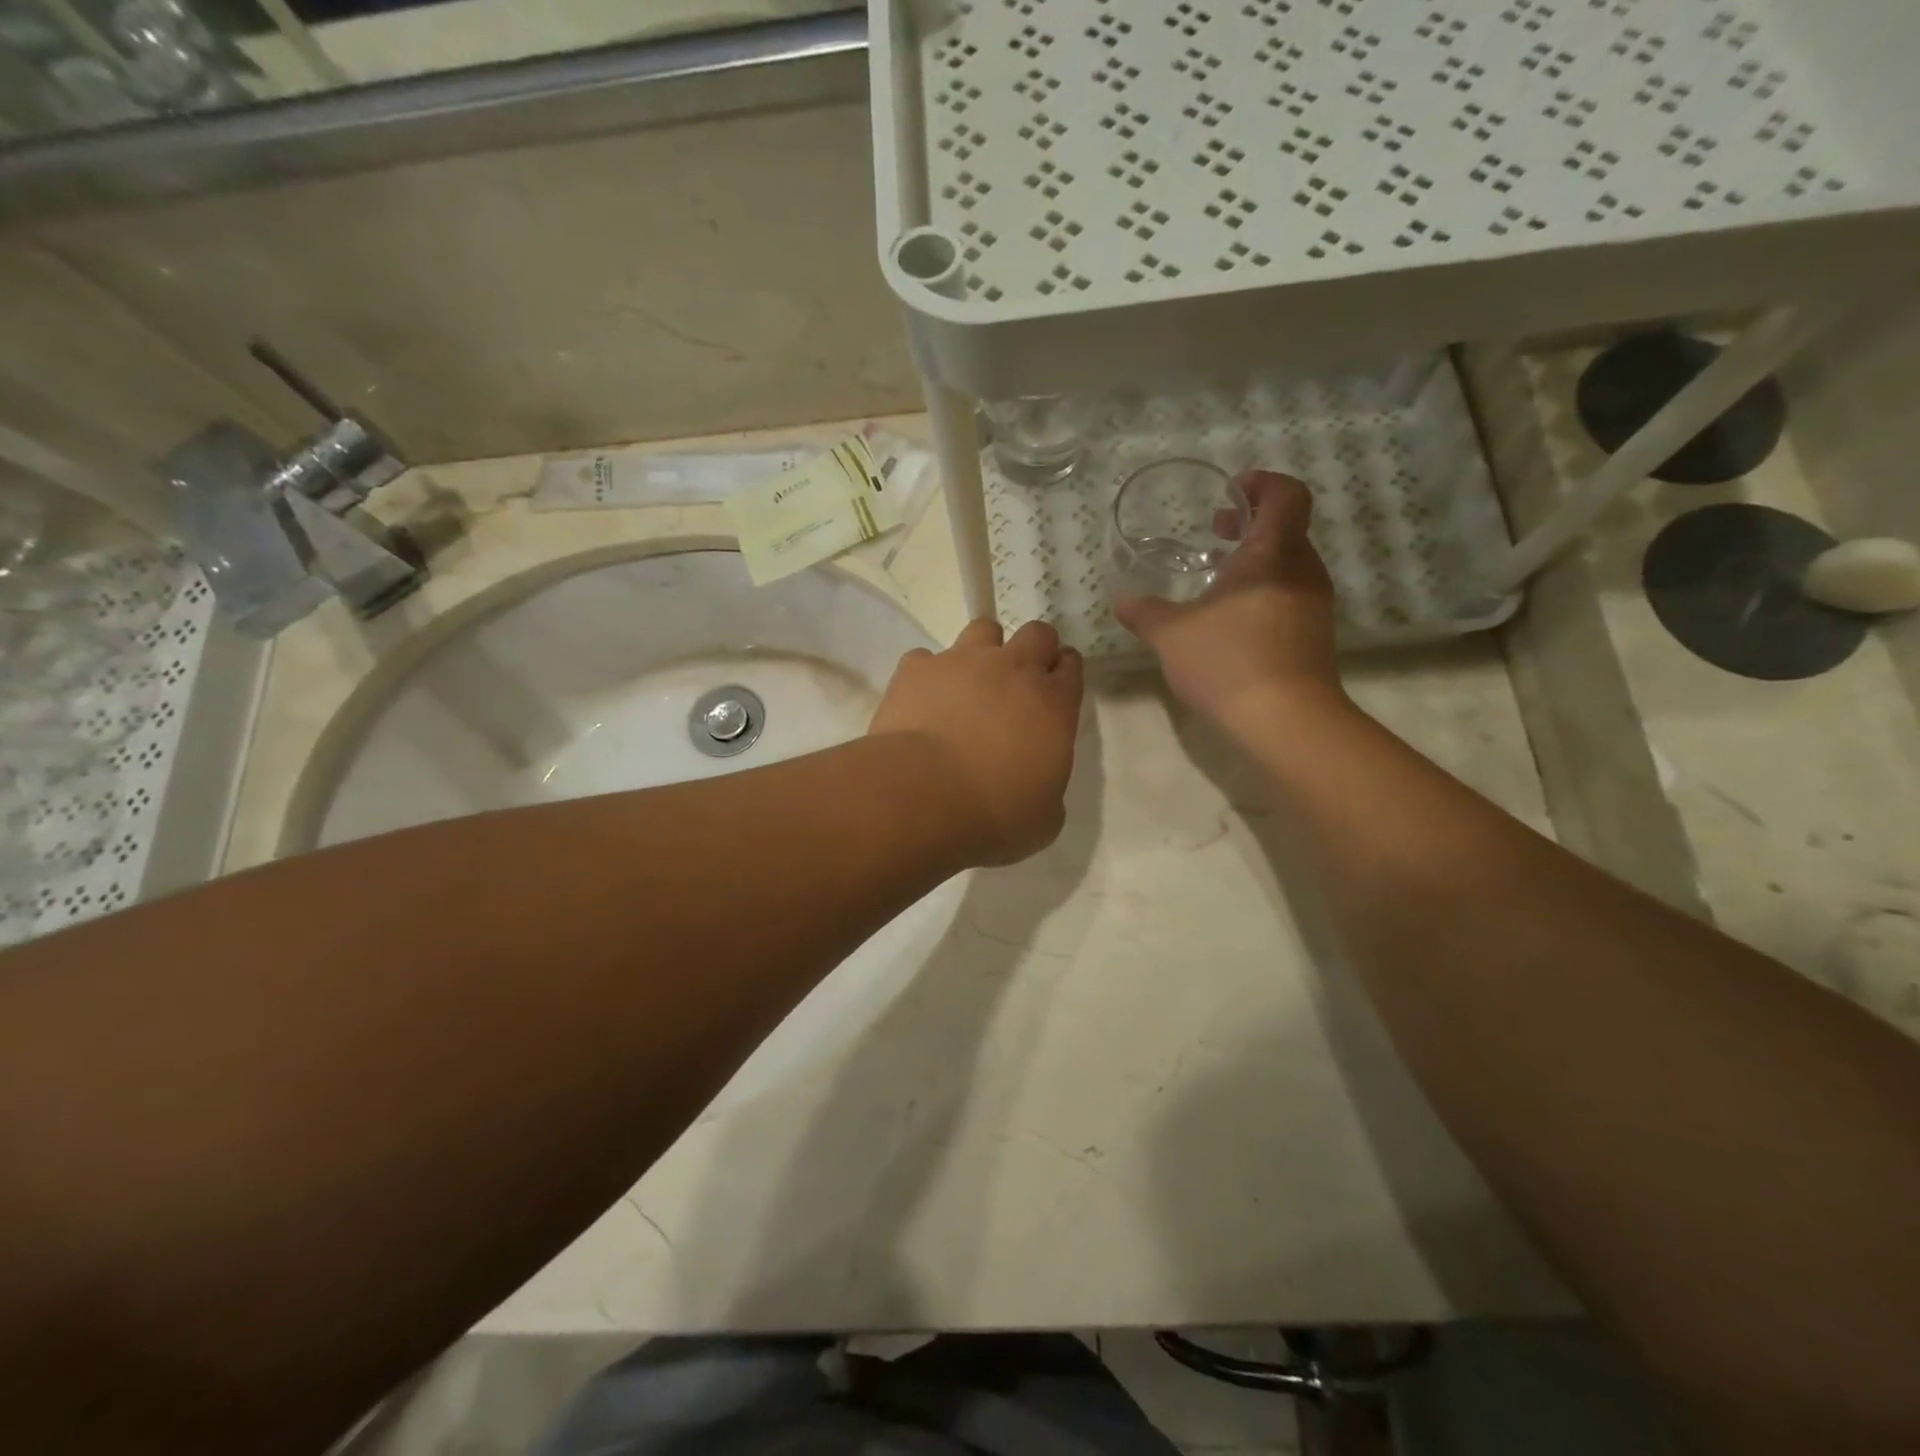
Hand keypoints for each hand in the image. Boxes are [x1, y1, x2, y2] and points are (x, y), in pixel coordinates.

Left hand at [869, 619, 1083, 866]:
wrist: (922, 797)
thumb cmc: (994, 815)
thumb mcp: (1043, 819)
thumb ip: (1049, 789)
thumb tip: (1037, 784)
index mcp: (1053, 703)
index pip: (1071, 666)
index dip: (1064, 674)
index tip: (1054, 692)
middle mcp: (1012, 669)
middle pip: (1037, 633)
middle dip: (1034, 650)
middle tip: (1018, 683)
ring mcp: (961, 661)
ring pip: (983, 630)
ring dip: (983, 652)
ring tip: (969, 686)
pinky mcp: (917, 669)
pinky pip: (927, 659)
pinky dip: (929, 676)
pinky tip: (923, 704)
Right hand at [1115, 471, 1343, 730]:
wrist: (1286, 721)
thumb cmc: (1228, 662)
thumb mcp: (1171, 635)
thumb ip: (1145, 612)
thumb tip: (1123, 600)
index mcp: (1273, 553)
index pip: (1286, 494)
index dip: (1261, 484)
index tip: (1230, 493)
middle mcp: (1302, 570)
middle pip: (1286, 527)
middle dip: (1249, 524)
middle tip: (1214, 533)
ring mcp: (1314, 604)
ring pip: (1287, 563)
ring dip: (1255, 560)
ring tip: (1216, 579)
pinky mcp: (1314, 634)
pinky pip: (1289, 593)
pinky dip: (1262, 589)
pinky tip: (1230, 619)